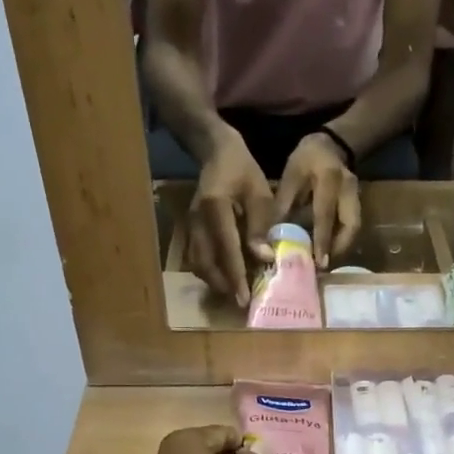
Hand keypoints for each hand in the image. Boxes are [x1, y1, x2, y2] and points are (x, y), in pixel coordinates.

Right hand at [188, 131, 275, 307]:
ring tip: (235, 291)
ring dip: (215, 280)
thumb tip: (264, 258)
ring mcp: (190, 225)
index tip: (244, 297)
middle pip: (205, 261)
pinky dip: (210, 270)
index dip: (235, 274)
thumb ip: (260, 225)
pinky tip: (226, 276)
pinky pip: (197, 257)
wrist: (216, 153)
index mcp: (215, 207)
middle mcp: (197, 219)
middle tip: (242, 301)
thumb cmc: (243, 171)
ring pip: (198, 263)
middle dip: (223, 284)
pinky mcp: (190, 229)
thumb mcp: (259, 193)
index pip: (225, 247)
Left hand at [274, 133, 359, 268]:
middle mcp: (348, 189)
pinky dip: (342, 240)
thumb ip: (283, 206)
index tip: (318, 262)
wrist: (329, 145)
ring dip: (341, 247)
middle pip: (351, 226)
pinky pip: (353, 226)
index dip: (322, 239)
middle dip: (338, 249)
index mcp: (329, 178)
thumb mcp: (290, 177)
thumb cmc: (305, 160)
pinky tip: (329, 250)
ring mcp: (357, 196)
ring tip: (325, 262)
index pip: (325, 214)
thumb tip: (274, 238)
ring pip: (354, 228)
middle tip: (323, 267)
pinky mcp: (358, 203)